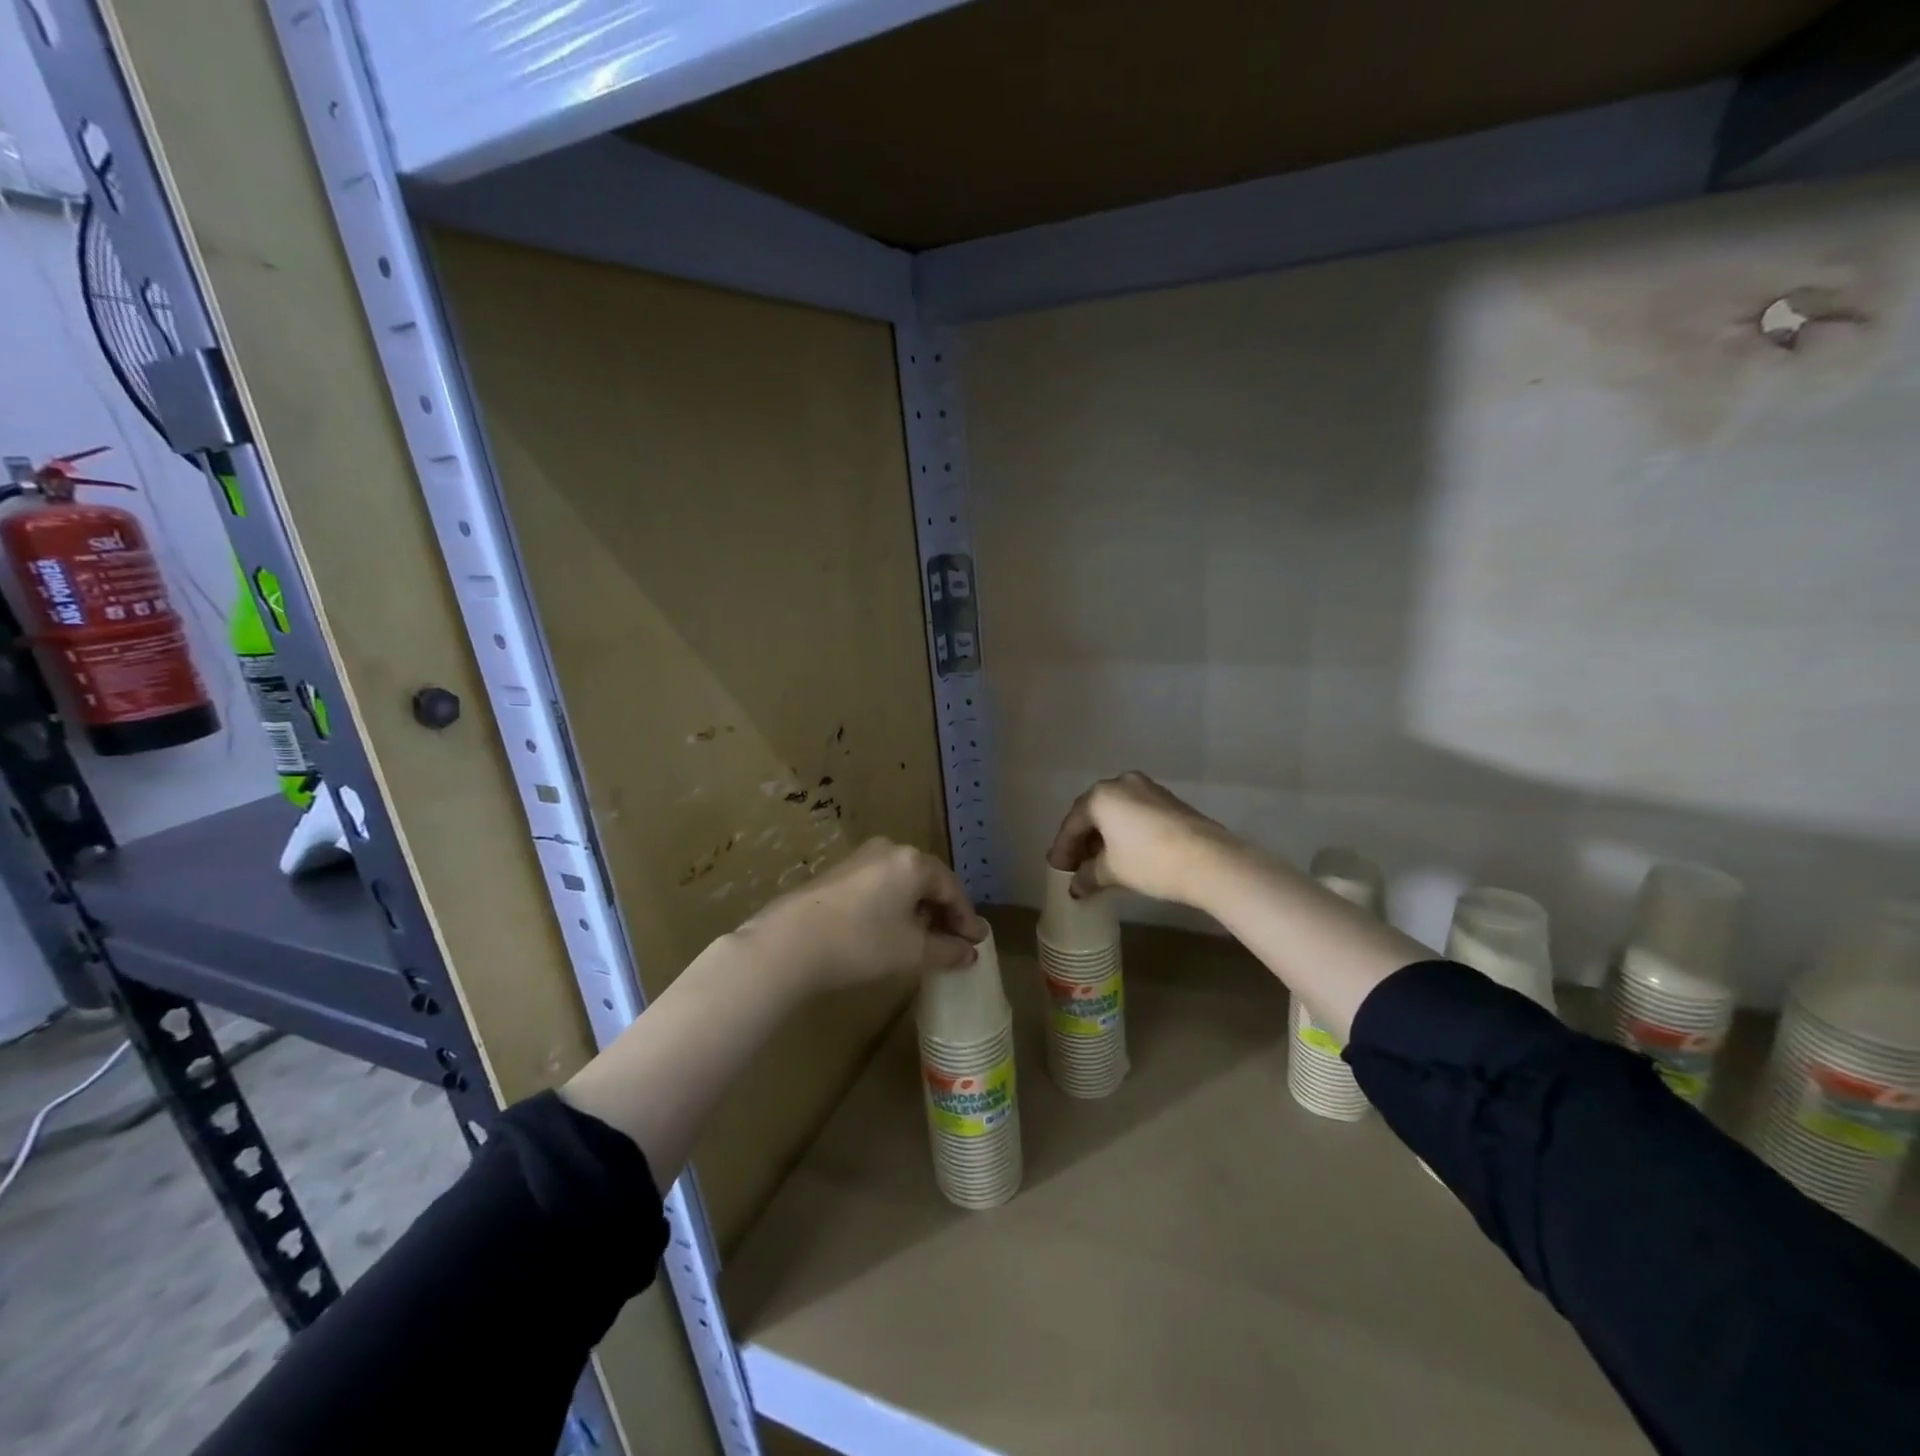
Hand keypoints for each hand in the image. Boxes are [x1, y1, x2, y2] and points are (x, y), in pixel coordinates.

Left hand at [736, 838, 986, 994]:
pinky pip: (880, 885)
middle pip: (927, 880)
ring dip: (918, 908)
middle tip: (954, 941)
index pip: (951, 888)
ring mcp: (861, 858)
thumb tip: (969, 952)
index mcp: (913, 862)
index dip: (966, 918)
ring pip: (902, 882)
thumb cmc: (862, 942)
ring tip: (923, 938)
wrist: (790, 942)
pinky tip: (891, 929)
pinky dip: (894, 905)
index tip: (976, 943)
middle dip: (943, 911)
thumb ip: (947, 950)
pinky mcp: (838, 872)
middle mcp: (890, 850)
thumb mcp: (911, 951)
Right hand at [1046, 771, 1236, 907]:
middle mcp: (1122, 783)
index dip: (1063, 849)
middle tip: (1076, 865)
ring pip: (1116, 812)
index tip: (1058, 870)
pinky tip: (1126, 853)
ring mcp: (1148, 789)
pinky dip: (1125, 832)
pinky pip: (1136, 814)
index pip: (1072, 823)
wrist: (1209, 860)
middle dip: (1083, 841)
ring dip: (1105, 836)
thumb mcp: (1111, 872)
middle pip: (1093, 813)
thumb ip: (1087, 876)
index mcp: (1101, 795)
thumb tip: (1076, 886)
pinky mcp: (1169, 800)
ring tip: (1100, 862)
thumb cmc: (1149, 861)